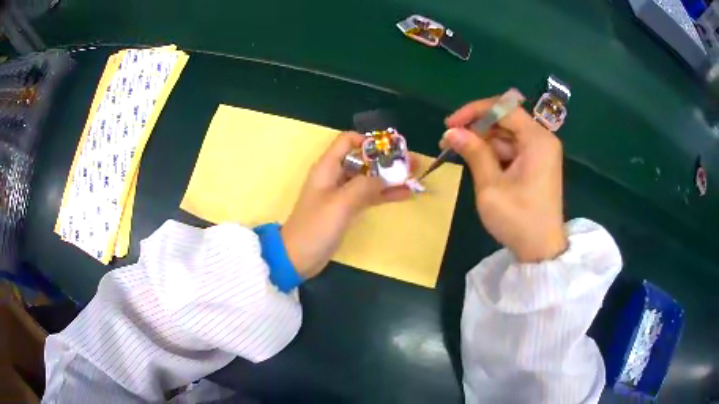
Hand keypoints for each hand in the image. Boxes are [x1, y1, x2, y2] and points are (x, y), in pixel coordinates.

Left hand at [281, 132, 412, 277]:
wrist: (298, 256)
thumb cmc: (315, 227)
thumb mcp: (340, 203)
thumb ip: (363, 186)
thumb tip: (385, 177)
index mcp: (327, 167)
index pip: (347, 141)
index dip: (368, 141)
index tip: (391, 149)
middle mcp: (335, 175)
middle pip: (363, 159)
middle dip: (387, 160)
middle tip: (413, 163)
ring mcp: (342, 193)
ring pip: (369, 178)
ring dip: (390, 177)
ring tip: (415, 177)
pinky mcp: (347, 209)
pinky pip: (368, 196)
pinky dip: (385, 194)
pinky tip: (405, 194)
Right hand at [442, 93, 566, 261]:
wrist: (541, 251)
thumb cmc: (518, 220)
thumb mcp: (491, 186)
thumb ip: (473, 153)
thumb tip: (451, 132)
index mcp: (537, 140)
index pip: (503, 108)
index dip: (474, 112)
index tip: (450, 125)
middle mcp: (542, 139)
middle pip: (505, 120)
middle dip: (477, 128)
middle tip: (450, 142)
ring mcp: (541, 152)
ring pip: (506, 135)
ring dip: (483, 142)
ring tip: (460, 155)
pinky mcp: (537, 163)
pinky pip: (513, 149)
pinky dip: (494, 153)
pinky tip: (479, 165)